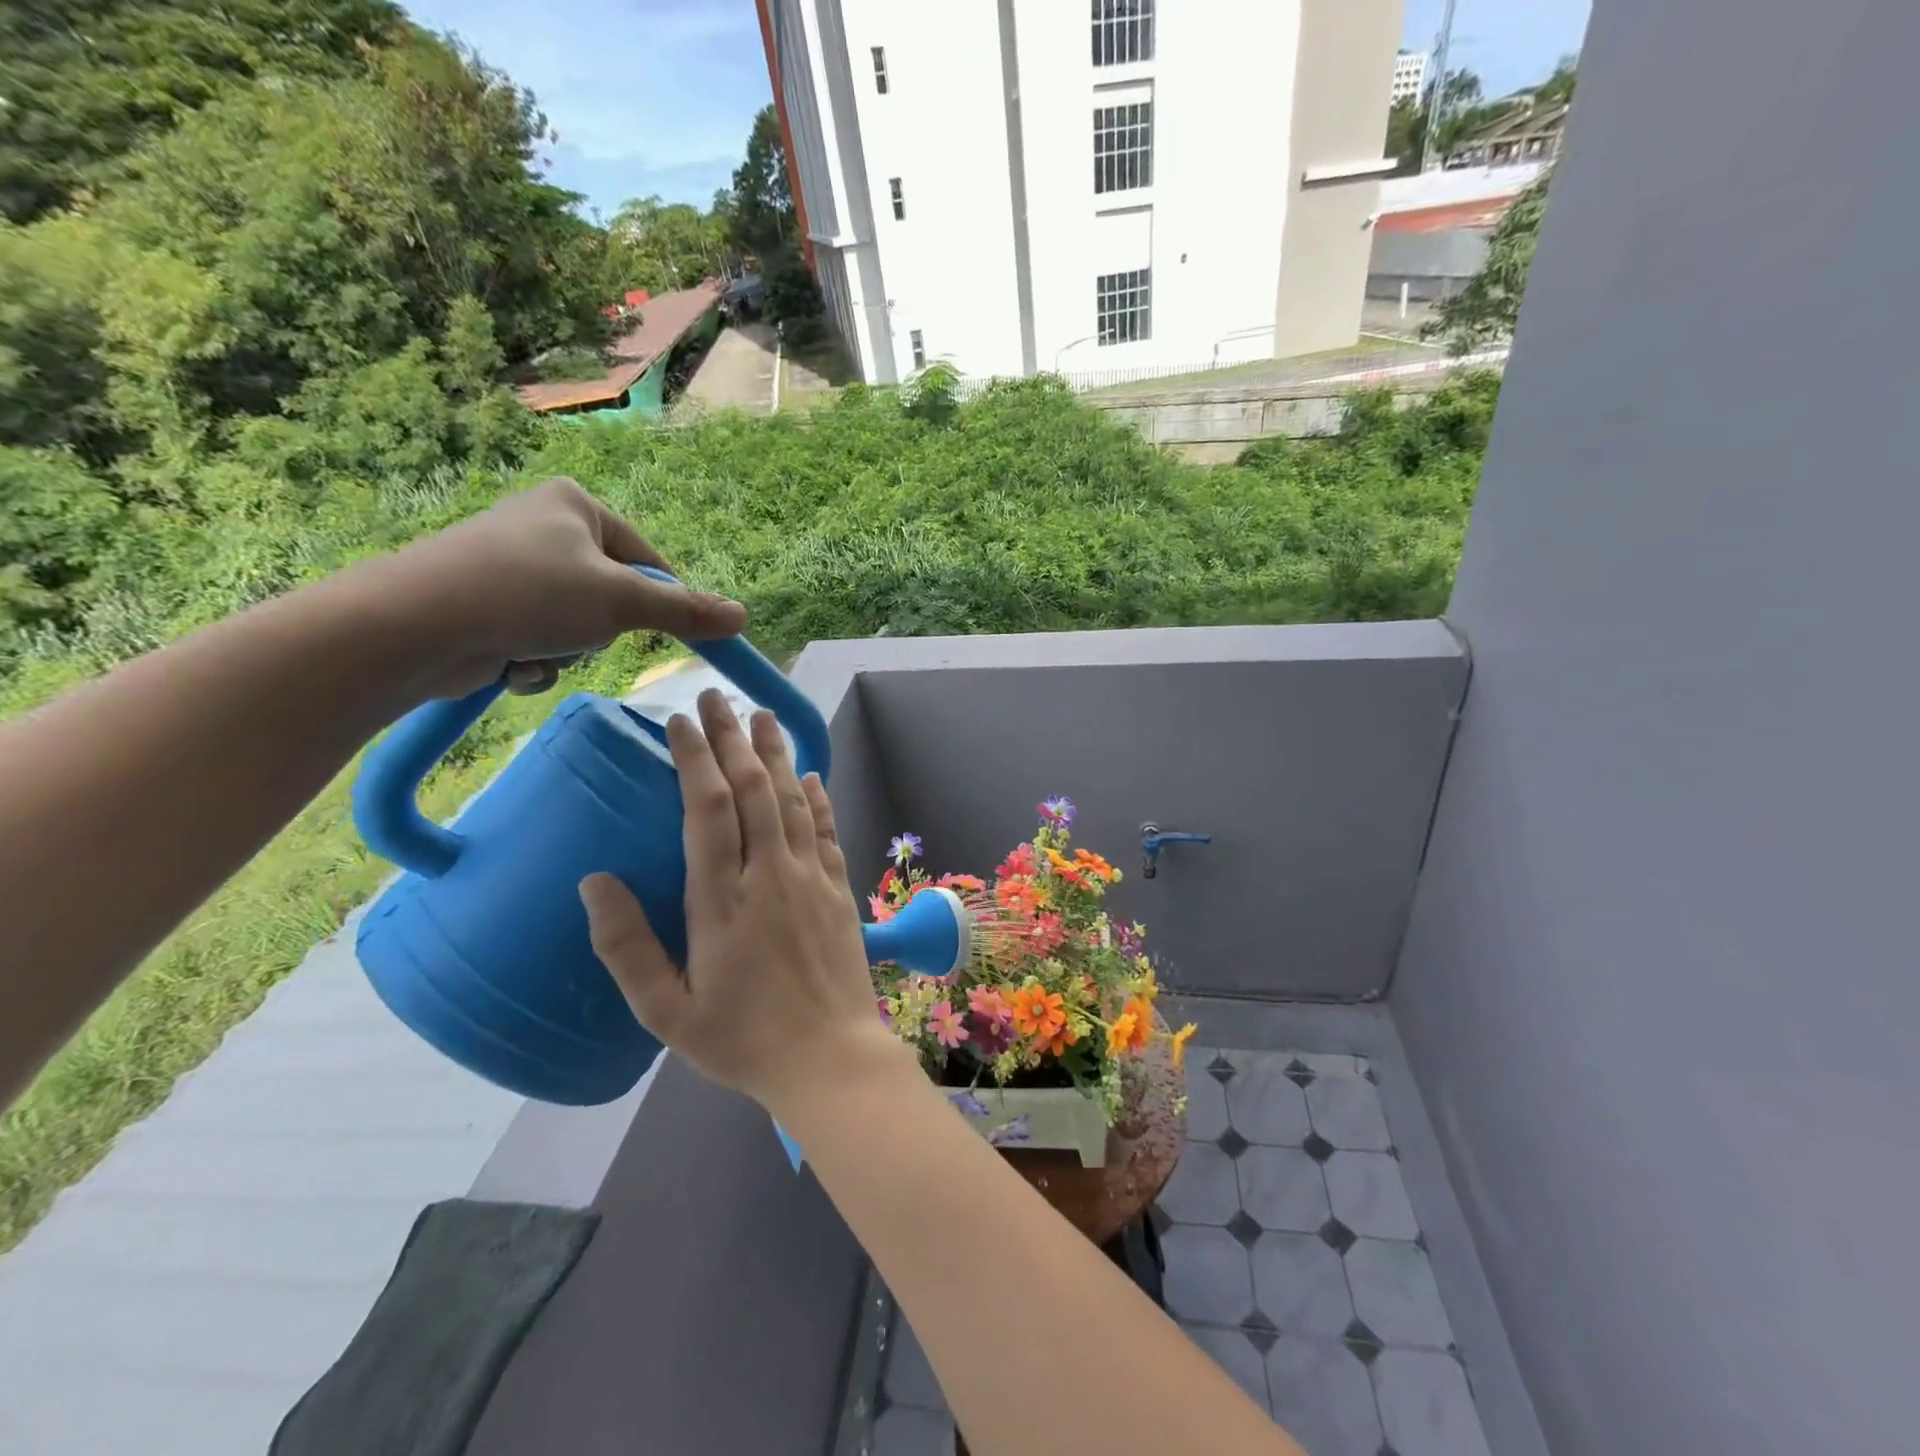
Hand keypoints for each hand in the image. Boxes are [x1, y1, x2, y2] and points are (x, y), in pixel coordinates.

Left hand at [372, 478, 746, 699]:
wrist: (415, 626)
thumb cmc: (530, 594)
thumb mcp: (622, 602)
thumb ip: (684, 612)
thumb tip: (742, 618)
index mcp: (576, 505)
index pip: (648, 560)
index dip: (662, 602)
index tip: (669, 635)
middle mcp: (544, 527)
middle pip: (612, 596)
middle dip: (601, 630)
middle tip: (583, 635)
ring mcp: (511, 566)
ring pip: (577, 624)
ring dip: (568, 650)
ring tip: (537, 648)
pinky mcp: (486, 603)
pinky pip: (540, 637)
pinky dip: (536, 658)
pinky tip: (511, 662)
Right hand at [578, 689, 898, 1112]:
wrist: (830, 1059)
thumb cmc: (742, 1041)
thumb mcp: (667, 1012)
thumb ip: (627, 947)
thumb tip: (594, 882)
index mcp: (722, 900)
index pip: (706, 809)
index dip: (693, 759)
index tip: (679, 721)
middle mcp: (770, 875)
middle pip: (751, 790)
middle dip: (732, 738)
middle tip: (717, 696)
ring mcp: (811, 879)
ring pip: (793, 800)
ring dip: (776, 754)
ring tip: (762, 715)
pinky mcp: (839, 891)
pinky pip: (827, 831)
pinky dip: (818, 798)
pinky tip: (811, 774)